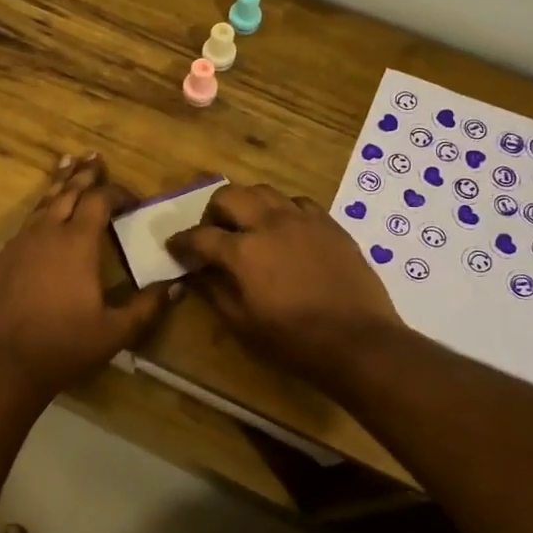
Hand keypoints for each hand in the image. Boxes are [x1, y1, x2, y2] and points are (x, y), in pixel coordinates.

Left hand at [0, 154, 175, 400]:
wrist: (7, 363)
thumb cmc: (66, 345)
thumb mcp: (115, 330)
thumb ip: (147, 306)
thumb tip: (177, 287)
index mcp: (77, 243)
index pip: (99, 200)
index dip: (117, 193)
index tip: (133, 199)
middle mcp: (47, 233)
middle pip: (68, 192)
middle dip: (85, 174)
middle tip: (95, 158)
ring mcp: (20, 243)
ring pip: (42, 204)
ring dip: (59, 185)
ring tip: (67, 164)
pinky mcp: (3, 259)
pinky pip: (25, 224)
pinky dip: (39, 211)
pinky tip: (42, 216)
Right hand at [166, 182, 401, 386]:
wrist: (358, 340)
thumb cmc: (293, 340)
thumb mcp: (242, 324)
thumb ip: (215, 291)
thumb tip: (197, 273)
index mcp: (243, 251)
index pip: (200, 236)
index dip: (181, 241)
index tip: (174, 247)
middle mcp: (270, 224)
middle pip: (230, 195)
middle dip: (213, 211)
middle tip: (214, 233)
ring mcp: (303, 219)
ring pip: (264, 191)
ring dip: (248, 204)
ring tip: (249, 226)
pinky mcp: (329, 224)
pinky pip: (298, 202)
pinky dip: (283, 210)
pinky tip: (285, 231)